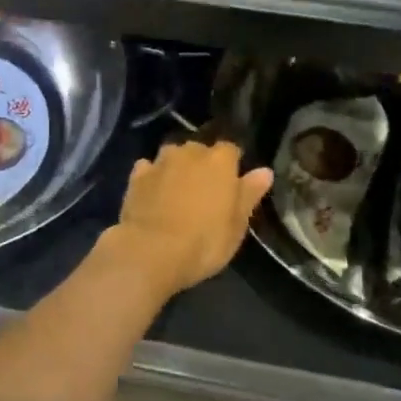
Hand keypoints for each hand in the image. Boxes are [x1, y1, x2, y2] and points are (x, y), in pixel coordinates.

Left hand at [99, 139, 272, 300]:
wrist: (151, 250)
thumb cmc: (204, 241)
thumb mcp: (237, 225)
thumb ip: (249, 193)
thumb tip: (264, 171)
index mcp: (219, 161)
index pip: (230, 150)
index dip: (231, 165)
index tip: (231, 183)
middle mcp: (189, 152)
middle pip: (199, 150)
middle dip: (203, 164)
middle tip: (205, 191)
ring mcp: (160, 161)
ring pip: (173, 155)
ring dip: (177, 167)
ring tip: (179, 192)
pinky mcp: (137, 175)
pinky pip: (149, 168)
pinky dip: (153, 176)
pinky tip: (153, 193)